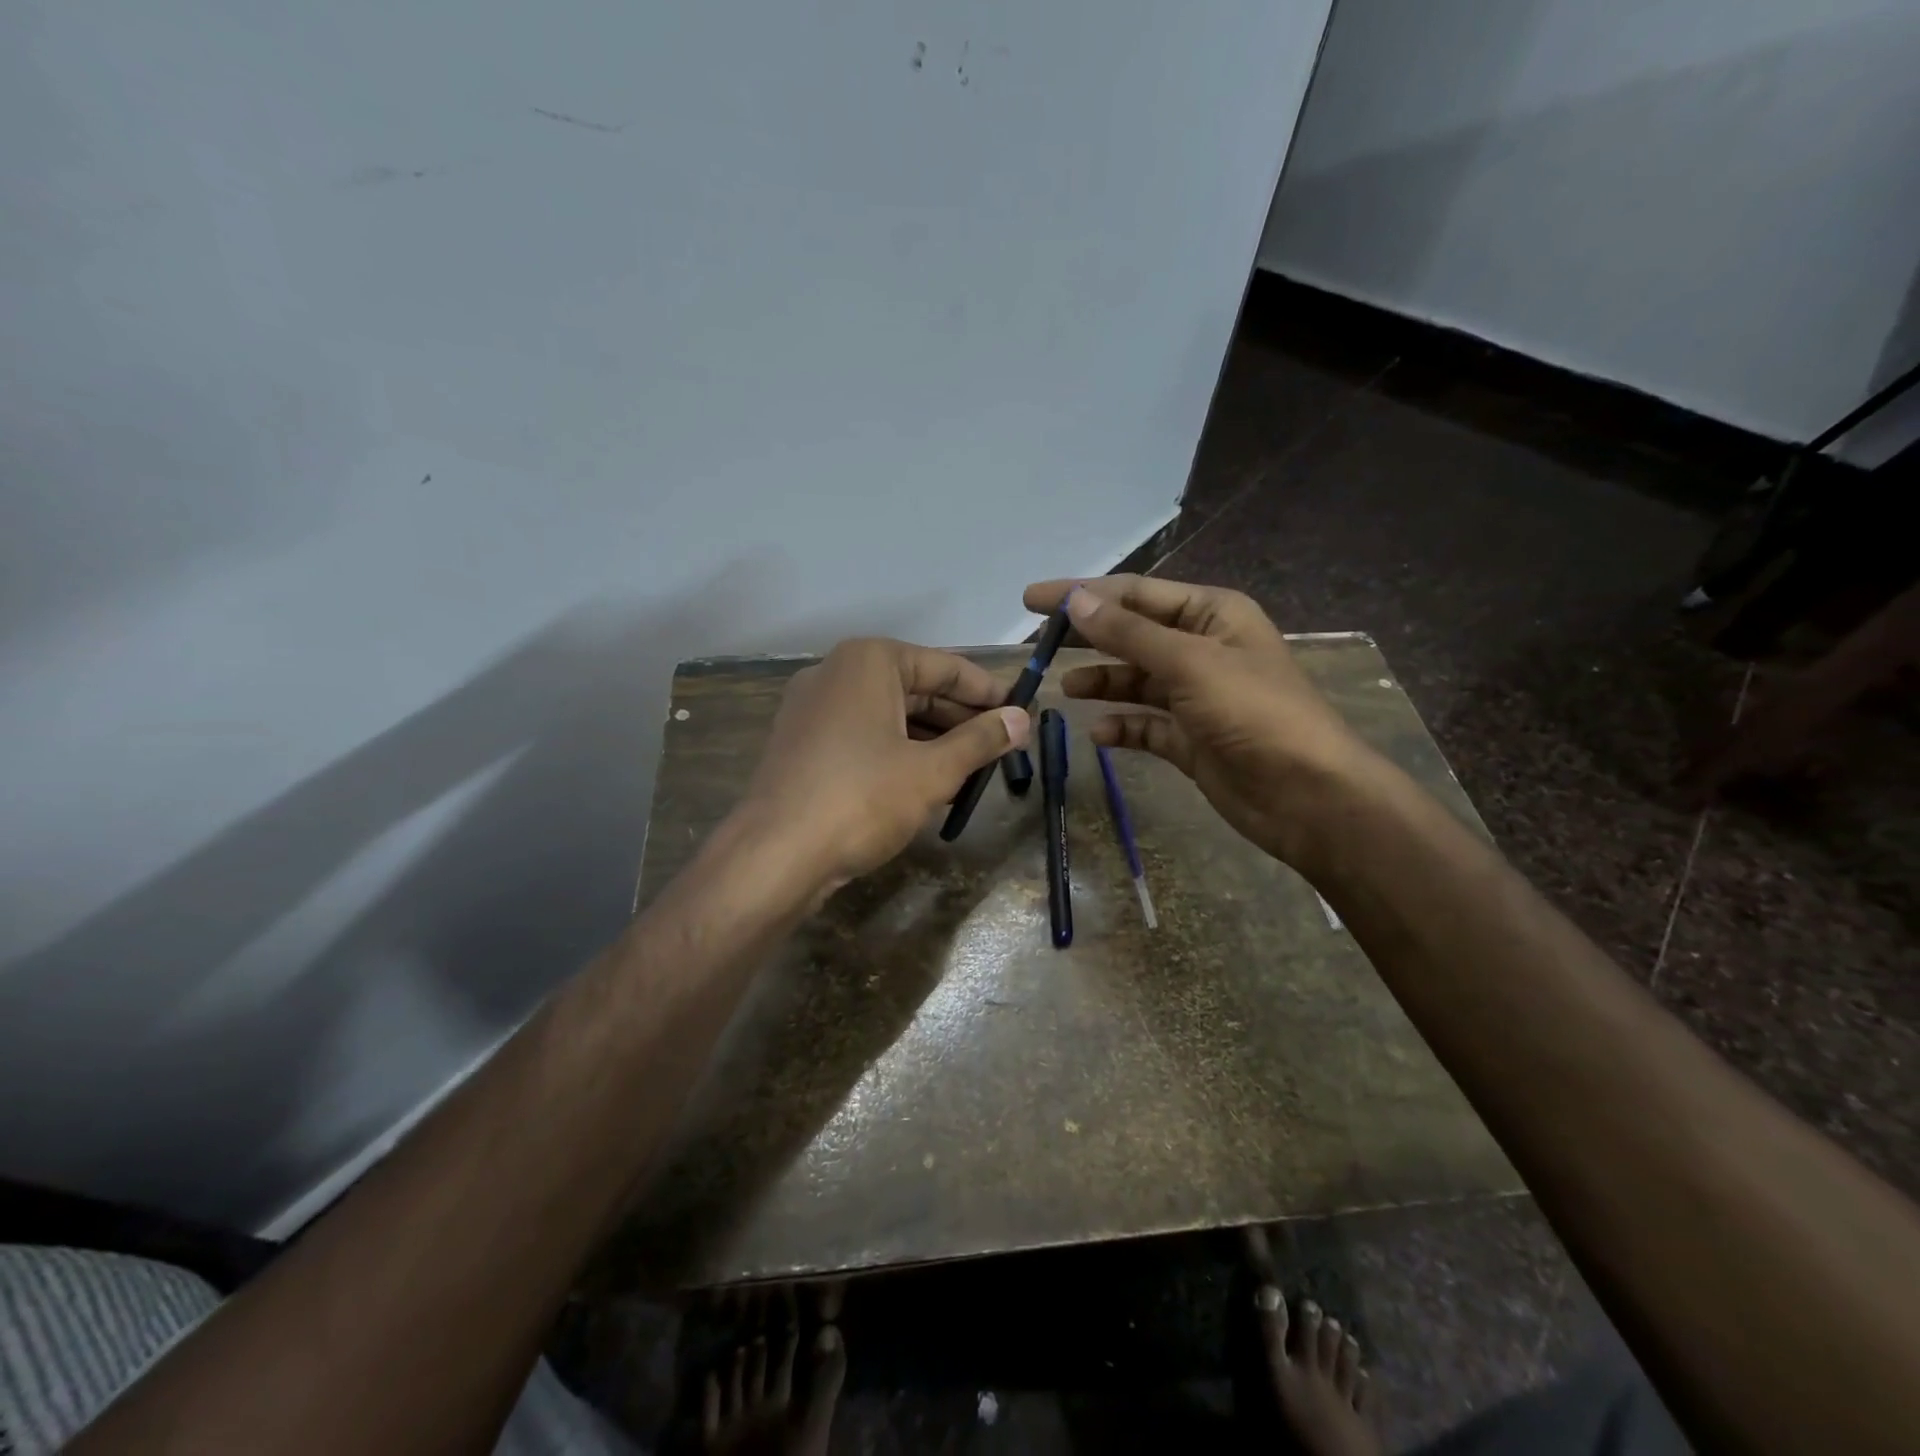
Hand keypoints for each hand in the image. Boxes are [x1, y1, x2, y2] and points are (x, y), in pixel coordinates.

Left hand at [743, 637, 1028, 892]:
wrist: (776, 855)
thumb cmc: (862, 799)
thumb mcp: (932, 771)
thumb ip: (980, 741)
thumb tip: (1021, 720)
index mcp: (868, 662)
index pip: (945, 666)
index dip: (988, 691)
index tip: (1021, 711)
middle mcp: (836, 674)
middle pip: (916, 689)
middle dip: (960, 719)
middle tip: (1003, 745)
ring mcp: (814, 709)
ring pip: (890, 716)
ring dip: (933, 740)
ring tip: (973, 769)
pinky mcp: (804, 745)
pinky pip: (864, 737)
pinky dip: (899, 753)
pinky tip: (928, 783)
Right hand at [1023, 575, 1377, 863]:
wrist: (1307, 795)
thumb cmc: (1253, 713)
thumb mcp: (1189, 663)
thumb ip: (1128, 633)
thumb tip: (1074, 600)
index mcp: (1211, 614)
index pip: (1134, 594)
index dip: (1082, 594)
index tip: (1032, 600)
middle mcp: (1202, 648)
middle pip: (1131, 634)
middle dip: (1087, 637)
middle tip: (1036, 642)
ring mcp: (1196, 696)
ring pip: (1135, 680)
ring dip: (1102, 681)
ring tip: (1065, 688)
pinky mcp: (1190, 738)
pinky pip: (1145, 725)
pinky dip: (1121, 726)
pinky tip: (1099, 734)